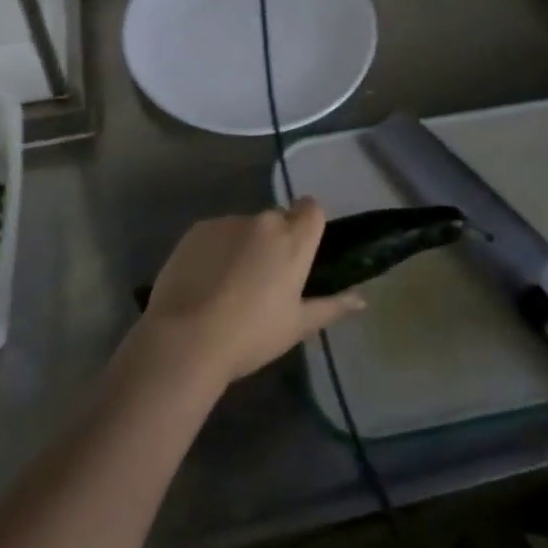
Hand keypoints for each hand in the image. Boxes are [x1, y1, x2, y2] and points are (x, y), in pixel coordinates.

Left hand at [129, 198, 364, 392]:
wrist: (186, 338)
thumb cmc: (251, 335)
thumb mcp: (298, 326)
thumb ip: (332, 306)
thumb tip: (361, 298)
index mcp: (293, 240)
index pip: (312, 208)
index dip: (309, 224)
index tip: (301, 250)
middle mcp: (263, 221)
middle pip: (277, 219)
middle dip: (275, 240)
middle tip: (264, 279)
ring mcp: (228, 222)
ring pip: (245, 227)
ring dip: (244, 245)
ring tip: (229, 285)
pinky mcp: (197, 229)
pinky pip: (216, 232)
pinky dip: (216, 249)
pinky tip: (204, 281)